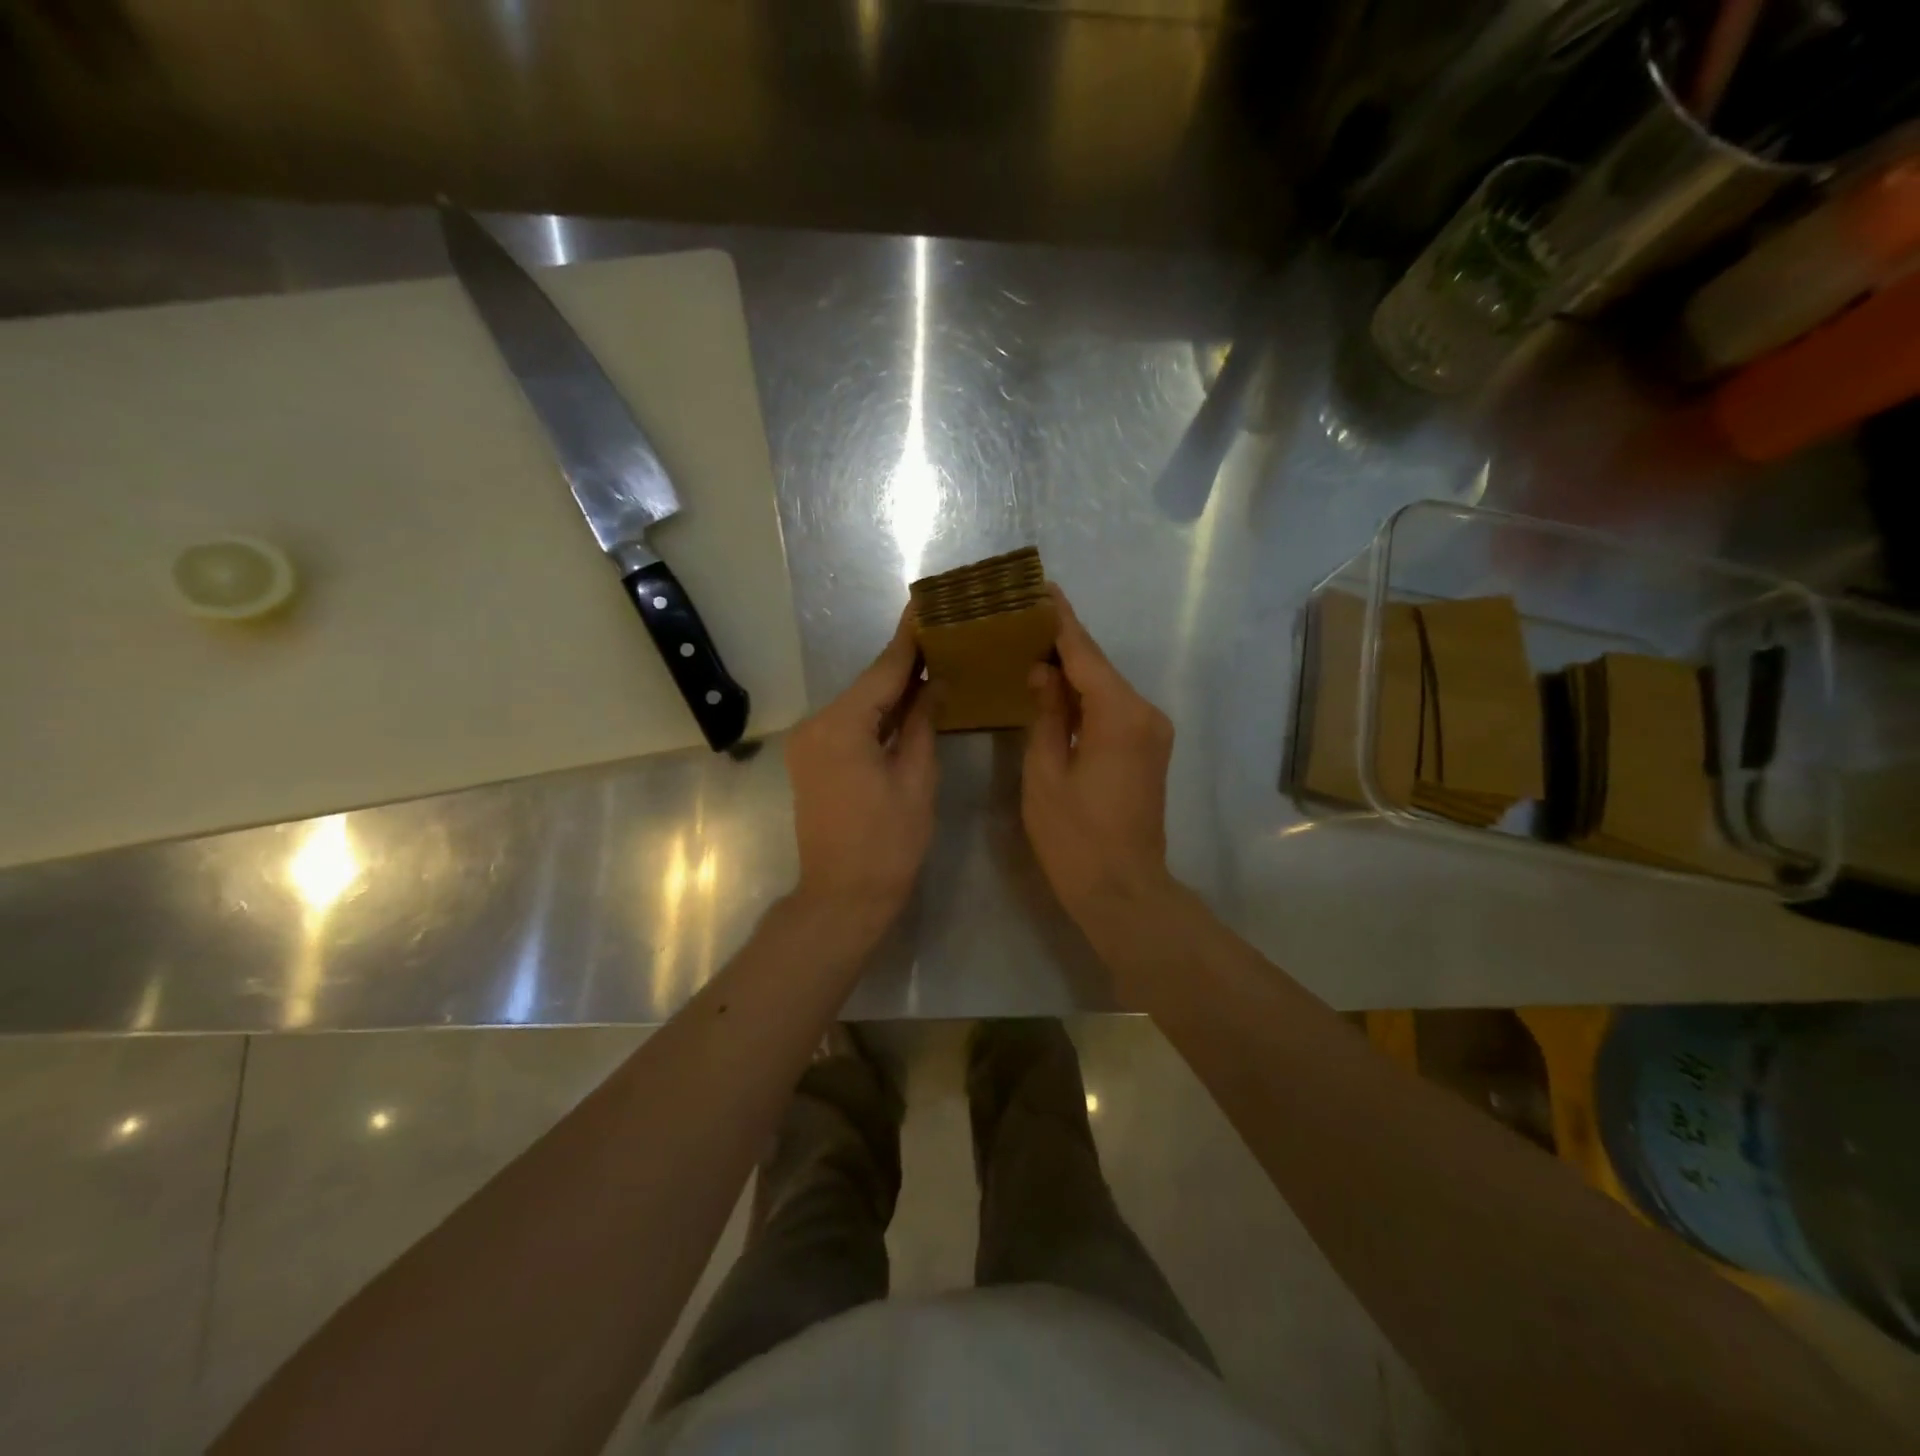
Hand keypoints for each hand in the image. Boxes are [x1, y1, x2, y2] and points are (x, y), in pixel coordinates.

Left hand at [785, 609, 937, 932]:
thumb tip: (934, 683)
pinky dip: (878, 714)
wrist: (842, 897)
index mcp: (841, 726)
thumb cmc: (888, 844)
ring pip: (860, 704)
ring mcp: (809, 742)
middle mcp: (817, 724)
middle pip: (869, 684)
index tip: (926, 601)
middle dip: (906, 662)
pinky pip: (851, 724)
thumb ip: (923, 723)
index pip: (883, 671)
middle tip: (943, 632)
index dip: (910, 637)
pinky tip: (908, 701)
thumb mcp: (916, 780)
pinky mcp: (812, 759)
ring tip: (934, 660)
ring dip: (894, 689)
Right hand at [1022, 586, 1175, 920]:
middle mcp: (1144, 713)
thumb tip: (1042, 671)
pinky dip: (1084, 696)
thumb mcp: (1046, 774)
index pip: (1084, 653)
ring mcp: (1151, 732)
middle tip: (1021, 617)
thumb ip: (1045, 714)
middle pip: (1097, 666)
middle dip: (1061, 641)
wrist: (1124, 891)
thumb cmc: (1075, 838)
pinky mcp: (1147, 749)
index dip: (1059, 619)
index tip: (1039, 587)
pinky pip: (1112, 709)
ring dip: (1071, 669)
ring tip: (1029, 645)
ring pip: (1104, 687)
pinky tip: (1054, 687)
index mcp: (1119, 714)